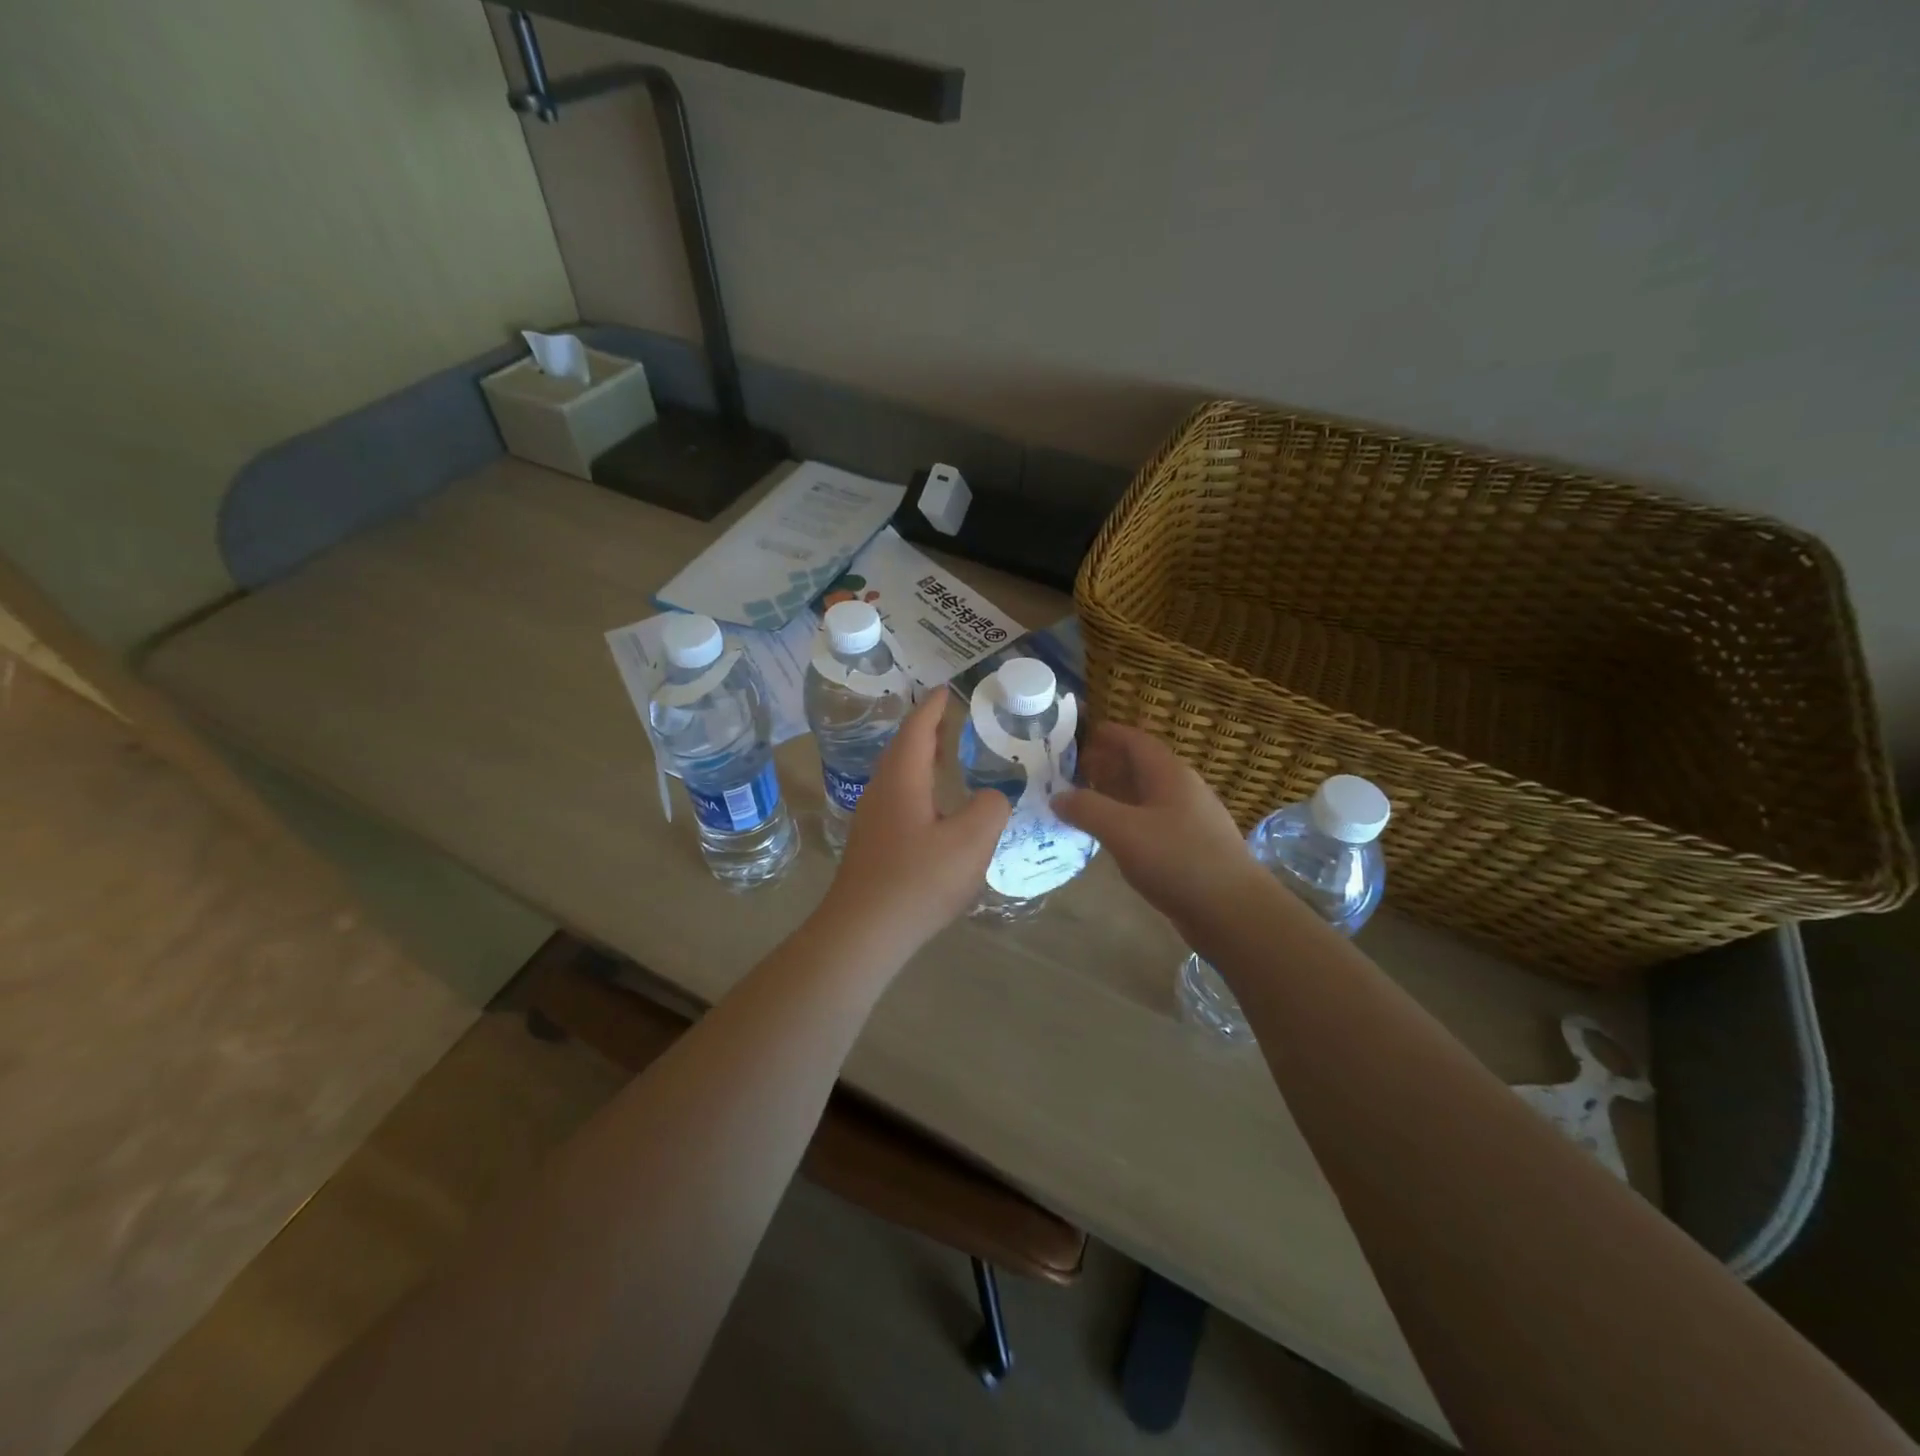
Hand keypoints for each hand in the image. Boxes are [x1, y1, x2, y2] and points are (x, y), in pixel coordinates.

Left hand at [819, 692, 1009, 954]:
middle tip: (949, 720)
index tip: (945, 690)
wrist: (863, 932)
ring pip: (897, 775)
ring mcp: (872, 819)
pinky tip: (933, 808)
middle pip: (902, 749)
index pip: (917, 730)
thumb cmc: (918, 880)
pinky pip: (897, 799)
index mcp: (903, 779)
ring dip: (920, 760)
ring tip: (945, 757)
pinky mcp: (871, 845)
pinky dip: (917, 787)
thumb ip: (990, 808)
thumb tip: (990, 797)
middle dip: (925, 731)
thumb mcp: (971, 842)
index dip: (933, 708)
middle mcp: (881, 791)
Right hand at [1052, 722, 1257, 925]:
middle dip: (1108, 763)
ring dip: (1117, 793)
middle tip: (1074, 769)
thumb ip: (1087, 809)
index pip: (1136, 741)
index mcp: (1170, 774)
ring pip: (1147, 796)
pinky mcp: (1192, 848)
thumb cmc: (1178, 860)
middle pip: (1142, 766)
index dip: (1108, 734)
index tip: (1079, 734)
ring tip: (1085, 800)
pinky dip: (1128, 819)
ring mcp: (1190, 820)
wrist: (1234, 912)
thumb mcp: (1123, 831)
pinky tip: (1113, 836)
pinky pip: (1153, 822)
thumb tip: (1058, 796)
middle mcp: (1182, 790)